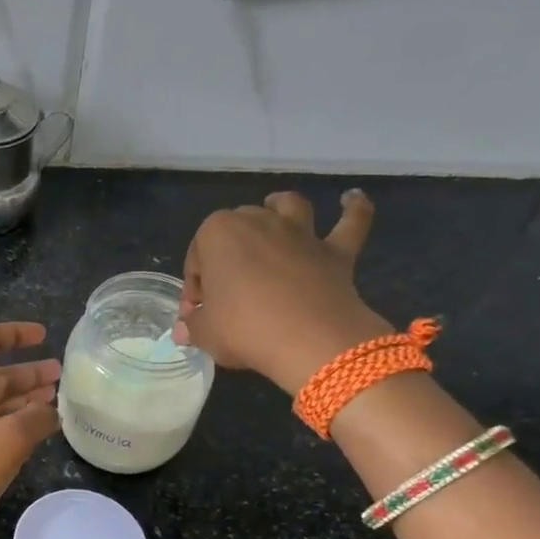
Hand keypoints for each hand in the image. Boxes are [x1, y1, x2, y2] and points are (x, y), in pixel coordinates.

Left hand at [0, 321, 59, 538]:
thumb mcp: (9, 438)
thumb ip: (37, 418)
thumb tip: (53, 411)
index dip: (15, 333)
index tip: (43, 335)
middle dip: (28, 372)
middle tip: (60, 374)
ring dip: (24, 399)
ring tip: (56, 399)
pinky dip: (14, 423)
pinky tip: (37, 430)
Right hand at [174, 190, 392, 395]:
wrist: (307, 340)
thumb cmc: (244, 329)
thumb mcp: (205, 333)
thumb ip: (194, 327)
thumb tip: (186, 331)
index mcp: (218, 233)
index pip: (197, 258)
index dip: (195, 287)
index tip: (197, 314)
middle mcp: (259, 221)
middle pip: (238, 227)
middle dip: (229, 252)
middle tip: (226, 292)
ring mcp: (301, 233)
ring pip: (288, 206)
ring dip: (280, 206)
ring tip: (274, 212)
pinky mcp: (336, 251)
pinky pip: (350, 222)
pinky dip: (353, 208)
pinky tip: (352, 198)